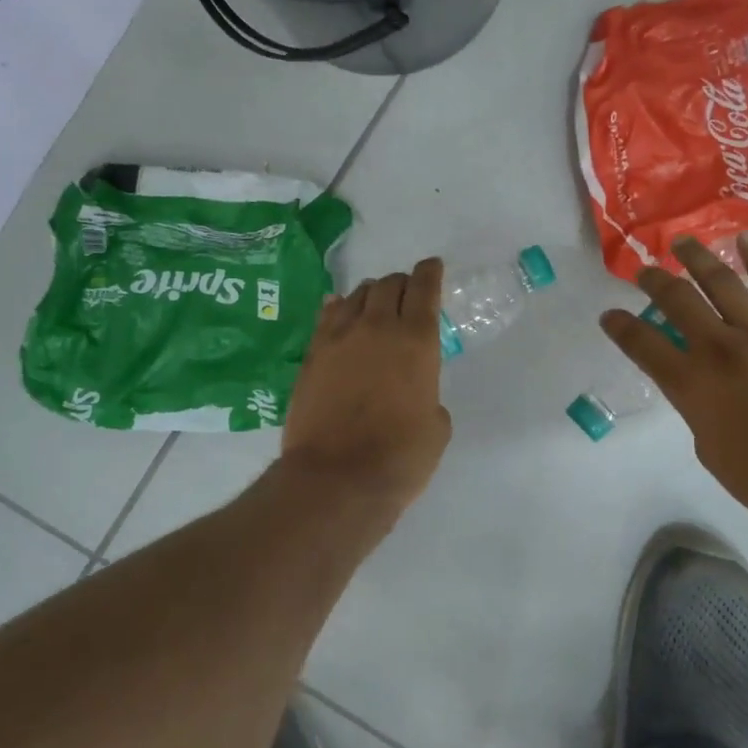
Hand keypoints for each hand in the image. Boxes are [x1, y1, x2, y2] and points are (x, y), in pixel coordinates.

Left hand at [282, 259, 452, 513]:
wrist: (335, 479)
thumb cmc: (399, 458)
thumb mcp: (436, 428)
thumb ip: (429, 397)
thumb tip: (416, 395)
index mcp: (417, 341)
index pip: (424, 288)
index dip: (430, 272)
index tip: (432, 268)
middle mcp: (377, 328)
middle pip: (389, 284)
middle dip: (402, 283)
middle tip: (407, 295)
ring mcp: (339, 338)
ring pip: (357, 295)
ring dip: (372, 294)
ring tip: (375, 306)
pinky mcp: (312, 355)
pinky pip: (327, 316)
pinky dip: (340, 308)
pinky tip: (341, 312)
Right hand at [601, 233, 747, 537]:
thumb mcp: (709, 449)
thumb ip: (698, 409)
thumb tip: (703, 388)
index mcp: (690, 384)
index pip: (642, 344)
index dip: (620, 326)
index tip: (609, 315)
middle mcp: (718, 349)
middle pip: (677, 301)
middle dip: (654, 282)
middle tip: (644, 271)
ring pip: (722, 283)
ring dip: (697, 259)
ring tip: (683, 243)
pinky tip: (746, 239)